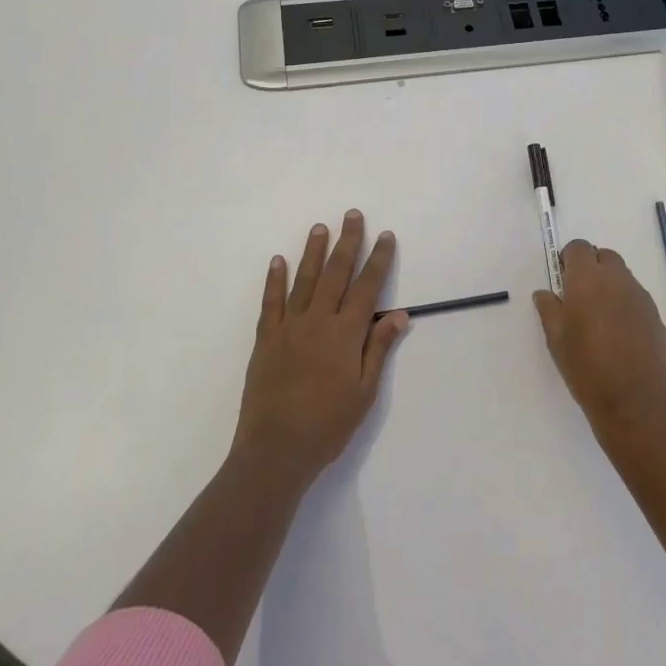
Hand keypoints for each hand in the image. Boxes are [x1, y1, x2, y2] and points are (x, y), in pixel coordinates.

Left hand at [232, 211, 408, 481]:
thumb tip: (400, 314)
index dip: (378, 260)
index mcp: (346, 334)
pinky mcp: (266, 339)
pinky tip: (278, 260)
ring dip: (313, 251)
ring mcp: (289, 327)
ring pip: (304, 280)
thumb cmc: (328, 425)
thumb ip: (379, 349)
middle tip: (352, 215)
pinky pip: (271, 302)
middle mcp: (318, 321)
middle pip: (336, 273)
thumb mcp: (365, 392)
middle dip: (347, 242)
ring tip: (320, 227)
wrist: (276, 451)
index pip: (368, 287)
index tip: (385, 235)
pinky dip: (274, 279)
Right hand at [533, 240, 665, 438]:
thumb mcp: (556, 340)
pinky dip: (624, 303)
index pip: (579, 248)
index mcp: (588, 280)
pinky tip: (617, 333)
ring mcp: (640, 297)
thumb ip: (549, 309)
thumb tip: (545, 293)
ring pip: (622, 276)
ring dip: (608, 285)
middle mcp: (617, 280)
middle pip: (604, 256)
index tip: (562, 280)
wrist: (636, 404)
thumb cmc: (587, 369)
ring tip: (598, 318)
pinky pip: (636, 297)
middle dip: (591, 267)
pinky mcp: (655, 316)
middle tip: (579, 296)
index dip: (568, 258)